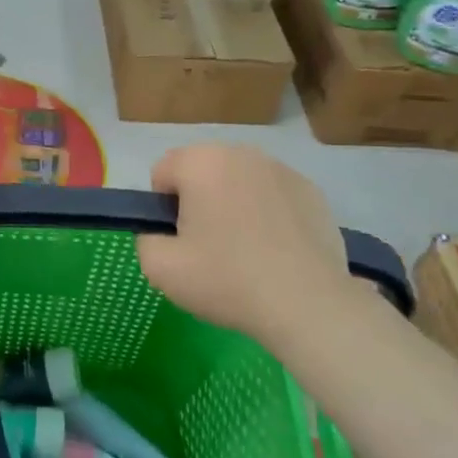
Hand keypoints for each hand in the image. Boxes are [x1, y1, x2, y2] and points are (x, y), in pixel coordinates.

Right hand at [136, 144, 364, 348]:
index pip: (163, 171)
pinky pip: (273, 195)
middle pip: (202, 171)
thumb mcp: (160, 269)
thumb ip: (145, 240)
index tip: (180, 239)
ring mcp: (282, 169)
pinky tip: (276, 250)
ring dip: (233, 203)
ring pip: (239, 181)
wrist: (307, 304)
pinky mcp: (312, 191)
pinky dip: (268, 213)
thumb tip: (160, 233)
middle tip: (209, 245)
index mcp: (201, 162)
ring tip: (246, 249)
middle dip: (199, 200)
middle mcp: (241, 153)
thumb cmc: (227, 280)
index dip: (163, 207)